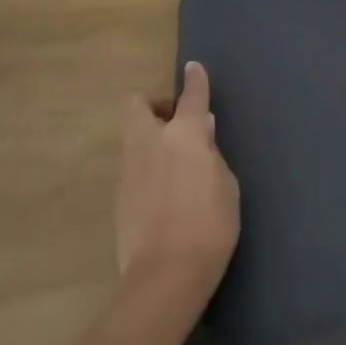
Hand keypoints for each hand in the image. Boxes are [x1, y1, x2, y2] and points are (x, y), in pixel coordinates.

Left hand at [114, 64, 239, 303]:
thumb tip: (201, 131)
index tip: (193, 69)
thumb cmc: (211, 224)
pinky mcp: (119, 197)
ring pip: (134, 137)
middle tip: (177, 121)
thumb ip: (211, 153)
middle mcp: (150, 144)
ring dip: (153, 137)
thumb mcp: (226, 184)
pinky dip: (149, 166)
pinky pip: (134, 166)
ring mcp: (129, 170)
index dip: (194, 81)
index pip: (190, 97)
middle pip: (138, 106)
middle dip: (155, 105)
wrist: (167, 275)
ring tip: (178, 161)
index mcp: (183, 136)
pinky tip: (167, 190)